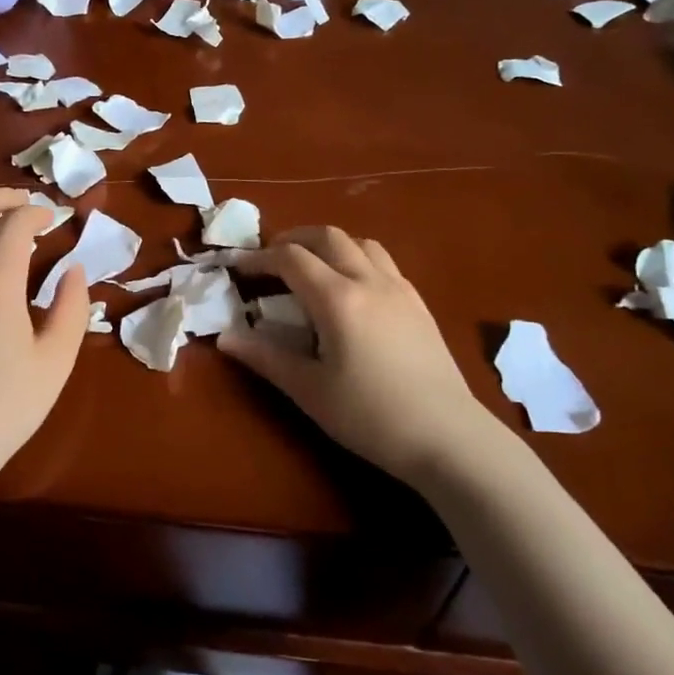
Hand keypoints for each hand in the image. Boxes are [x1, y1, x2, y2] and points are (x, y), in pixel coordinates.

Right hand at [219, 226, 502, 488]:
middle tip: (271, 260)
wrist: (448, 438)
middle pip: (327, 236)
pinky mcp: (419, 303)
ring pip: (360, 243)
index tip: (239, 269)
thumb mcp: (309, 390)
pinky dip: (356, 259)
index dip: (260, 258)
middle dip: (293, 239)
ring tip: (311, 268)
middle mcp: (369, 281)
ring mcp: (400, 289)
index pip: (291, 258)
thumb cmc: (370, 417)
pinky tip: (350, 290)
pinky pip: (382, 262)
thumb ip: (265, 357)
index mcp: (338, 299)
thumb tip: (225, 338)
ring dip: (329, 244)